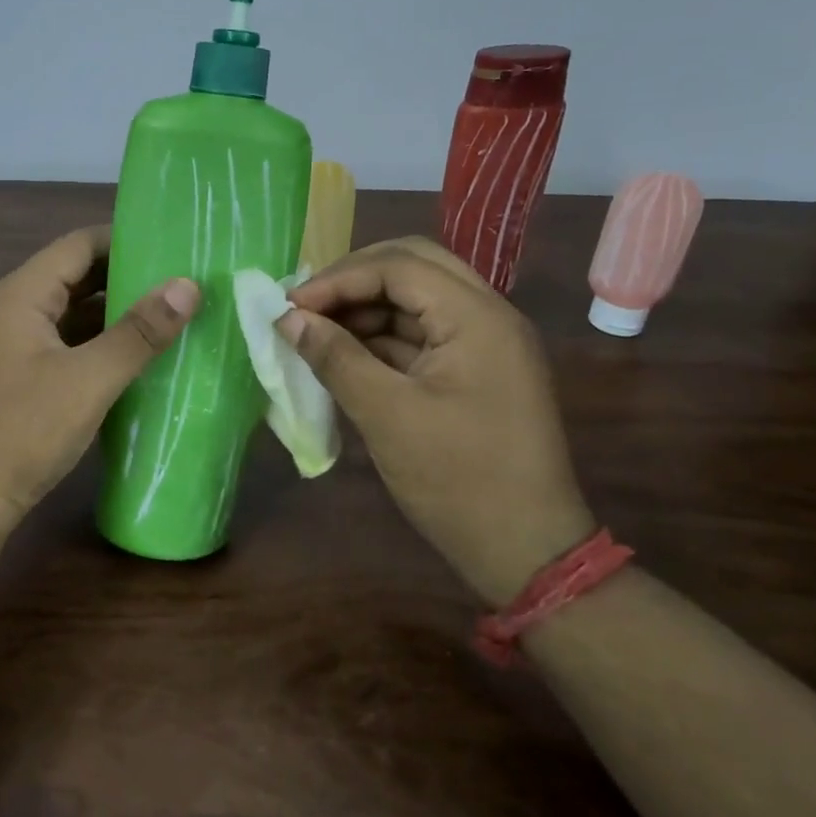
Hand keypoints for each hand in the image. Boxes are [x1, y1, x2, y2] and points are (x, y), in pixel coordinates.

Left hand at [0, 226, 199, 531]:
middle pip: (75, 276)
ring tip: (170, 314)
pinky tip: (135, 358)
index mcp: (22, 294)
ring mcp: (13, 345)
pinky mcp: (19, 378)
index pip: (79, 244)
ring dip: (114, 314)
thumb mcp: (89, 380)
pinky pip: (65, 345)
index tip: (174, 243)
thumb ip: (139, 332)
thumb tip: (188, 286)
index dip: (125, 238)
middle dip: (126, 276)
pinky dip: (99, 344)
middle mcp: (14, 310)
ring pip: (71, 314)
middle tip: (181, 280)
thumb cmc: (23, 431)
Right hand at [281, 237, 593, 605]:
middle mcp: (488, 315)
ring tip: (316, 331)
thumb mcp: (387, 416)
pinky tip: (345, 354)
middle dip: (353, 280)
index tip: (290, 306)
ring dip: (366, 308)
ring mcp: (485, 342)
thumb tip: (288, 319)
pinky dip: (382, 336)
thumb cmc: (458, 481)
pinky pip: (423, 332)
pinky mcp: (476, 369)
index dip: (338, 278)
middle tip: (306, 306)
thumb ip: (336, 358)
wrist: (527, 551)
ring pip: (417, 298)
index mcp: (477, 317)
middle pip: (413, 266)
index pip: (399, 266)